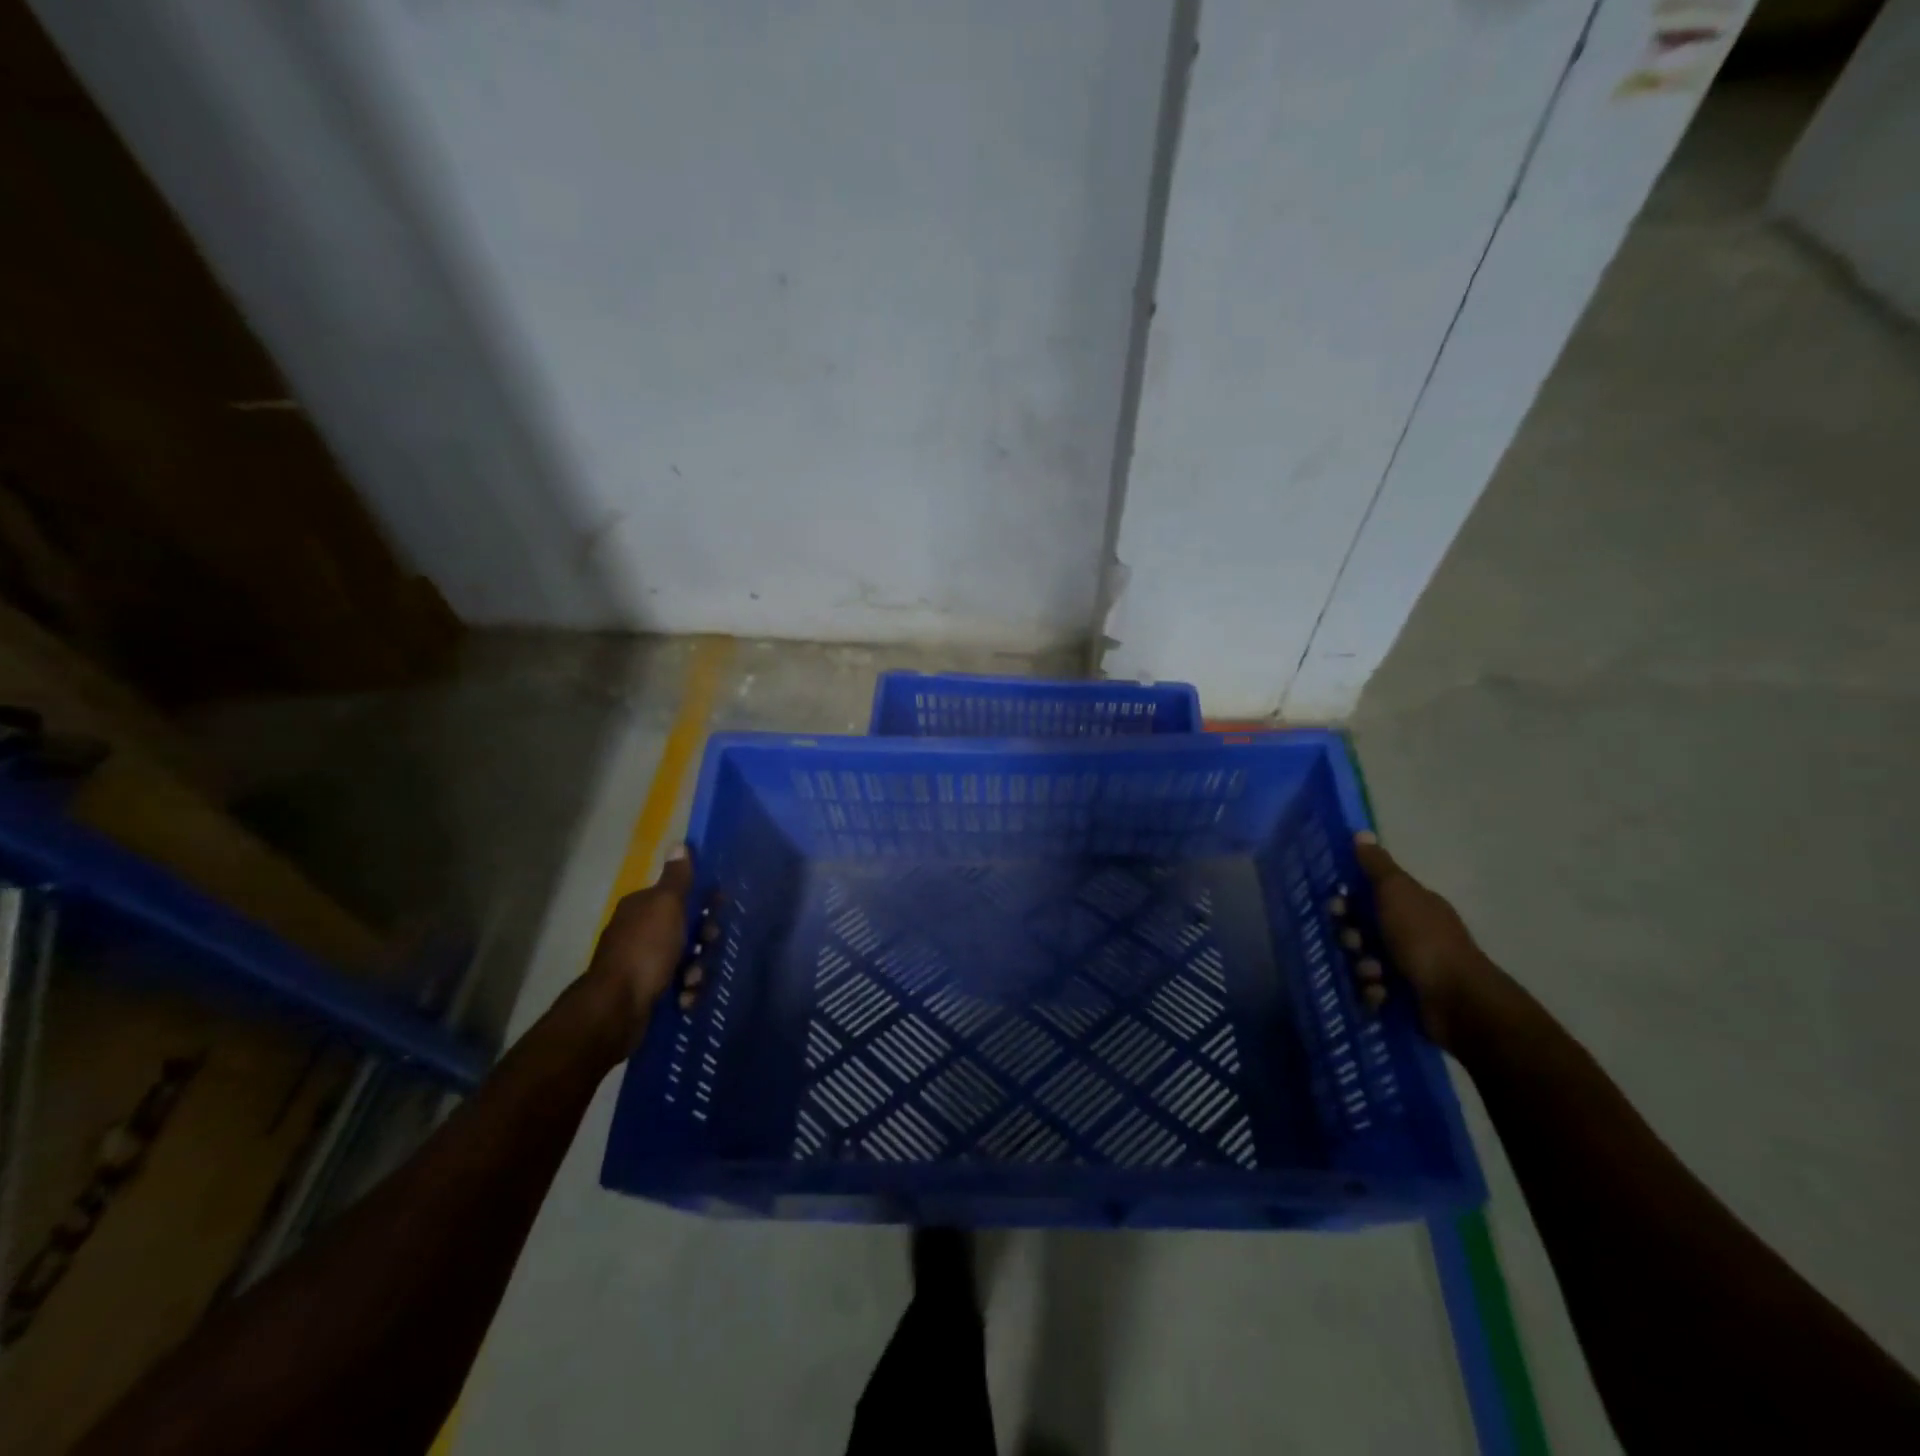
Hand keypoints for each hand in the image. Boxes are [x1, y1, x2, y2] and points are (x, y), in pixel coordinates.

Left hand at [579, 846, 717, 1056]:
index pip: (679, 896)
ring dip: (696, 971)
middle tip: (706, 947)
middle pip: (686, 930)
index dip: (702, 902)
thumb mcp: (666, 906)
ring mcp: (642, 964)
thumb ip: (677, 878)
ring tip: (690, 982)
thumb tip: (679, 843)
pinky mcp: (646, 993)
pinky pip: (678, 987)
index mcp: (642, 907)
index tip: (718, 911)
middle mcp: (639, 932)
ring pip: (686, 960)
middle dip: (702, 941)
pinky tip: (682, 999)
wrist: (616, 1009)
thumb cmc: (645, 950)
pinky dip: (684, 993)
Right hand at [1335, 832, 1497, 1051]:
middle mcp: (1411, 933)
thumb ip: (1377, 866)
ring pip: (1363, 960)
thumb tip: (1361, 833)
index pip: (1370, 894)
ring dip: (1361, 967)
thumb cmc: (1423, 939)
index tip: (1337, 907)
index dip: (1348, 900)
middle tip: (1354, 943)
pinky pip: (1373, 990)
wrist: (1456, 1000)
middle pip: (1362, 929)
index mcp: (1412, 905)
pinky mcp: (1405, 997)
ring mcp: (1409, 966)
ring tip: (1373, 975)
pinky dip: (1373, 992)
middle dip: (1351, 936)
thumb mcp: (1397, 892)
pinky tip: (1380, 994)